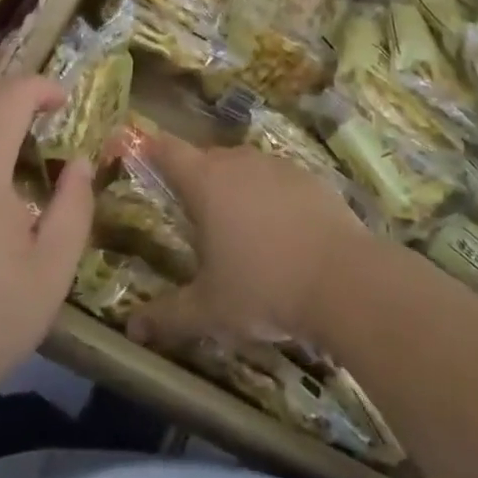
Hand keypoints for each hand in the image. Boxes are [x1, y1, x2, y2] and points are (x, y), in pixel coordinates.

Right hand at [125, 129, 370, 351]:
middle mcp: (238, 162)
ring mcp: (277, 166)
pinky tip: (281, 233)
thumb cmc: (264, 288)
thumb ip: (167, 315)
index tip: (140, 154)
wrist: (346, 281)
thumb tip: (131, 329)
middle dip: (195, 180)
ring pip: (244, 168)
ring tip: (237, 228)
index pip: (166, 149)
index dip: (150, 148)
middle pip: (206, 158)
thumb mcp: (210, 310)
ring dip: (235, 188)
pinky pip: (278, 180)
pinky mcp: (310, 177)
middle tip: (192, 215)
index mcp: (205, 182)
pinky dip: (271, 197)